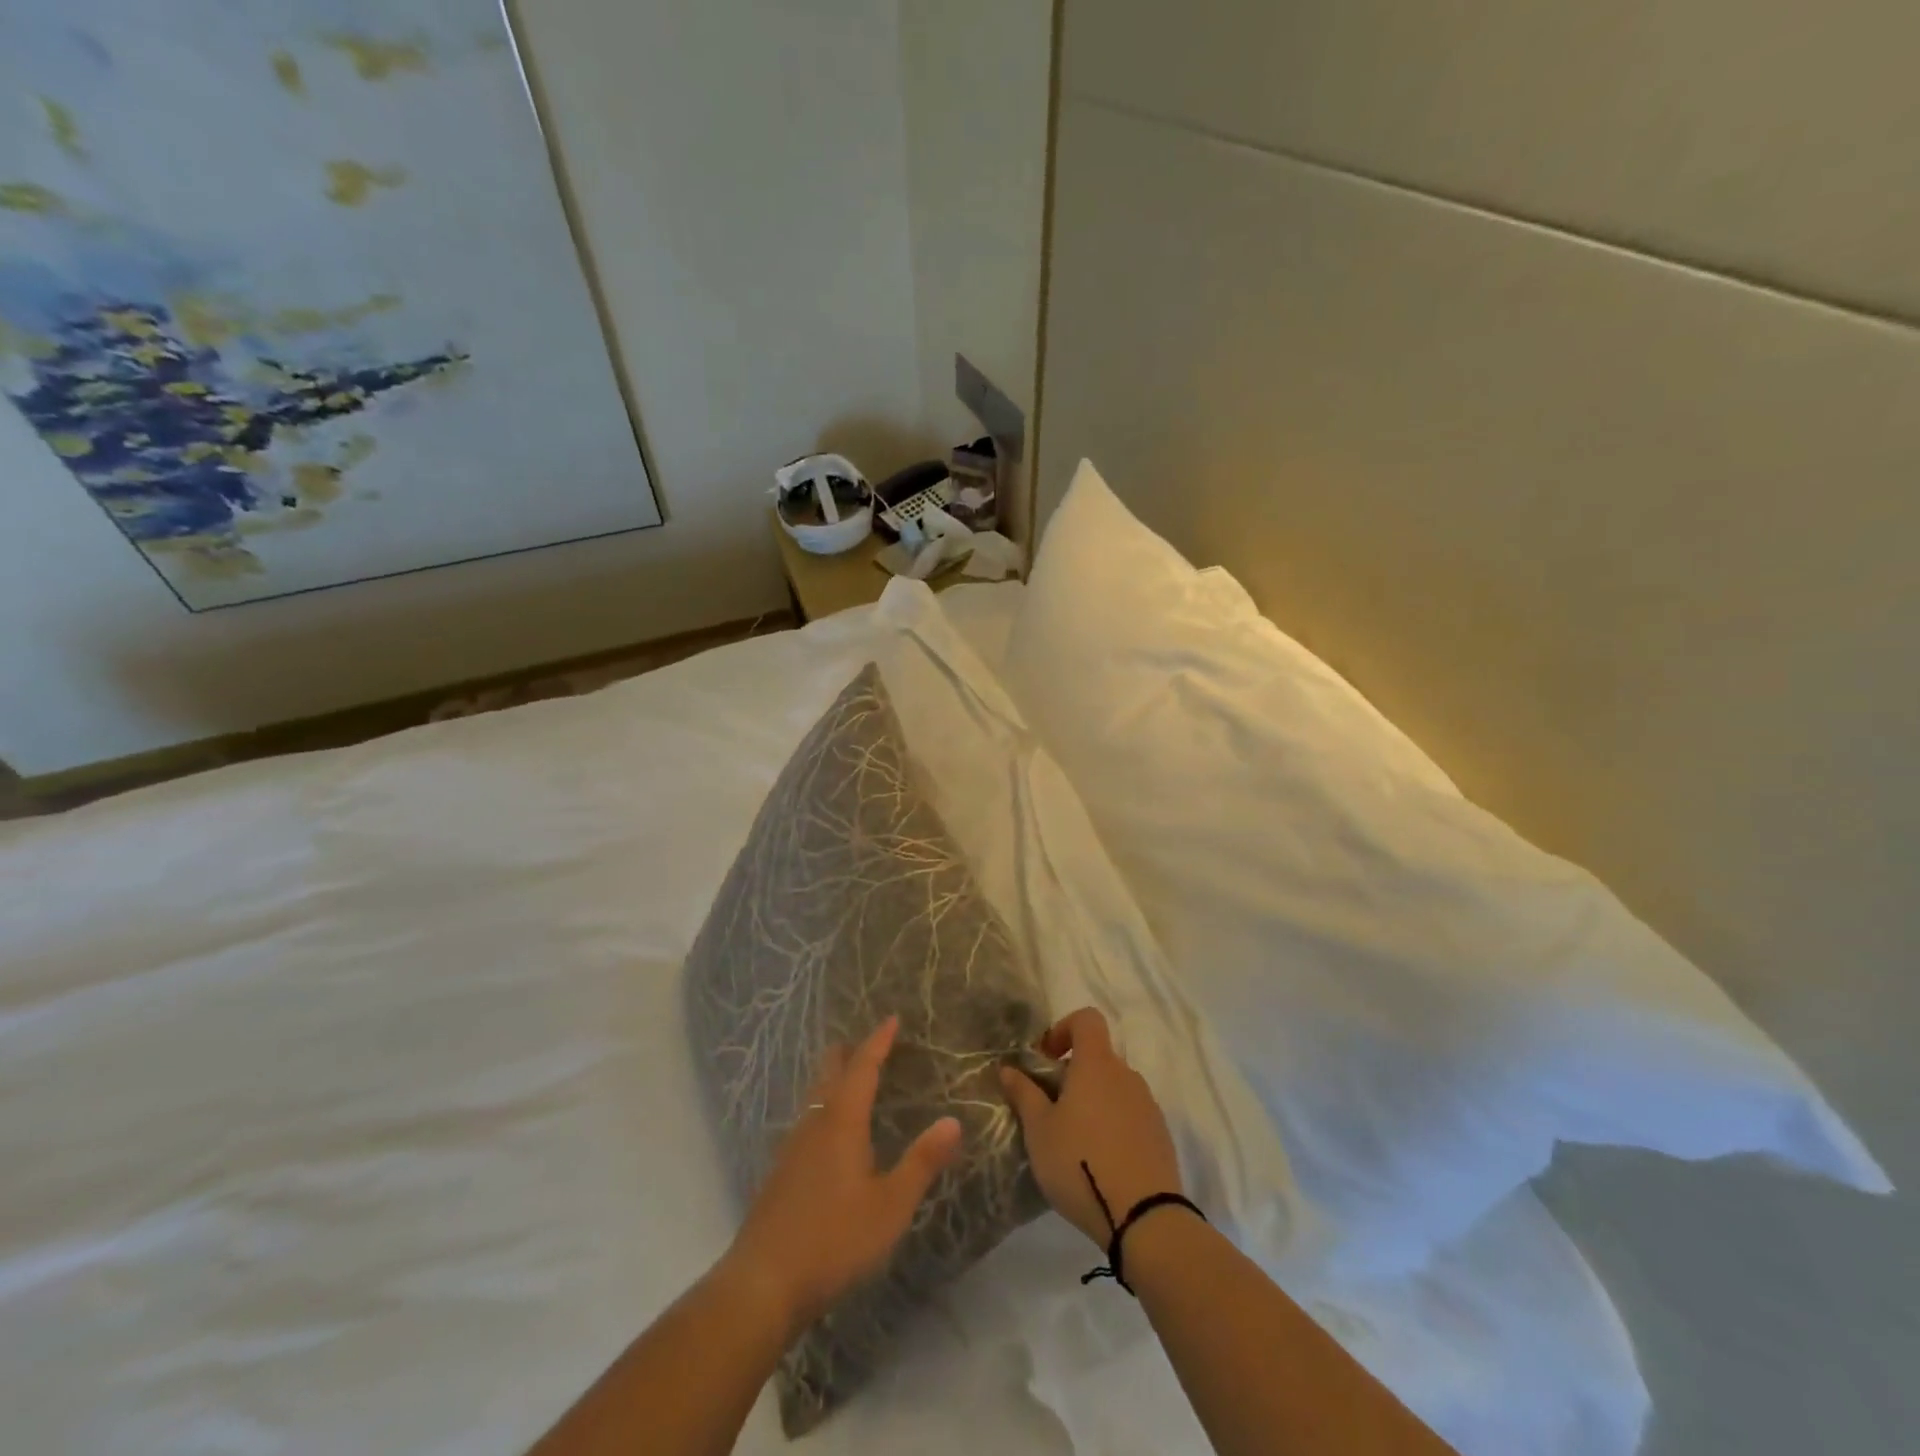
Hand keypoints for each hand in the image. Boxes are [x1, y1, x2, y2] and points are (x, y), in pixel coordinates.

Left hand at [720, 1015, 962, 1338]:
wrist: (762, 1283)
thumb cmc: (834, 1239)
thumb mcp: (890, 1205)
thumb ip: (922, 1162)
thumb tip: (954, 1121)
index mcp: (842, 1122)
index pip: (862, 1067)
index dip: (878, 1041)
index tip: (892, 1019)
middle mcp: (814, 1124)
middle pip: (829, 1072)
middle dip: (849, 1052)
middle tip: (870, 1042)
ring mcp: (792, 1147)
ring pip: (815, 1096)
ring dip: (834, 1079)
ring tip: (852, 1078)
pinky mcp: (780, 1172)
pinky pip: (807, 1120)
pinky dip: (824, 1106)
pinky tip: (829, 1132)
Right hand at [999, 1008, 1183, 1247]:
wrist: (1144, 1218)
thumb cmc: (1081, 1162)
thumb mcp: (1039, 1130)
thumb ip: (1024, 1094)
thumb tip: (1008, 1068)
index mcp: (1096, 1064)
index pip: (1087, 1019)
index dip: (1063, 1029)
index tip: (1046, 1059)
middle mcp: (1126, 1075)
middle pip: (1099, 1056)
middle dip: (1073, 1073)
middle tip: (1051, 1107)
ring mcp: (1148, 1105)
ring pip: (1115, 1087)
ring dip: (1094, 1099)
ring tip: (1074, 1138)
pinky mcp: (1160, 1134)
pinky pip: (1131, 1113)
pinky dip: (1113, 1123)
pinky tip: (1100, 1159)